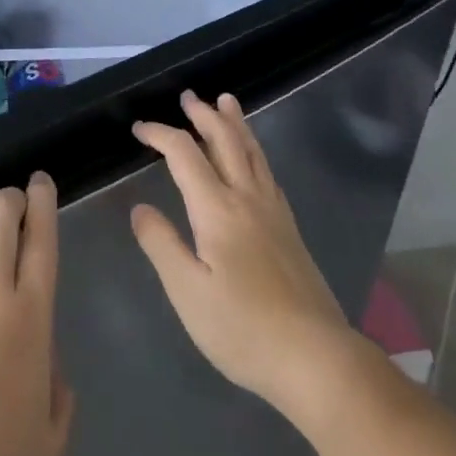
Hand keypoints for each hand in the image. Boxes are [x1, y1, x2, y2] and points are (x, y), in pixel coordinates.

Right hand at [131, 92, 369, 419]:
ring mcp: (273, 213)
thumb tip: (140, 208)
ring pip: (253, 152)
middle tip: (188, 96)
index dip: (160, 135)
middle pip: (225, 142)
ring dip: (235, 124)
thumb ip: (161, 244)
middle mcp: (247, 199)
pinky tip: (254, 158)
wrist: (316, 358)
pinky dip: (255, 151)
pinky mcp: (289, 230)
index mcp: (217, 210)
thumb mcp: (187, 292)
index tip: (139, 129)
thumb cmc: (243, 328)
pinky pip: (268, 172)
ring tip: (226, 102)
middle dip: (203, 115)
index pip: (184, 154)